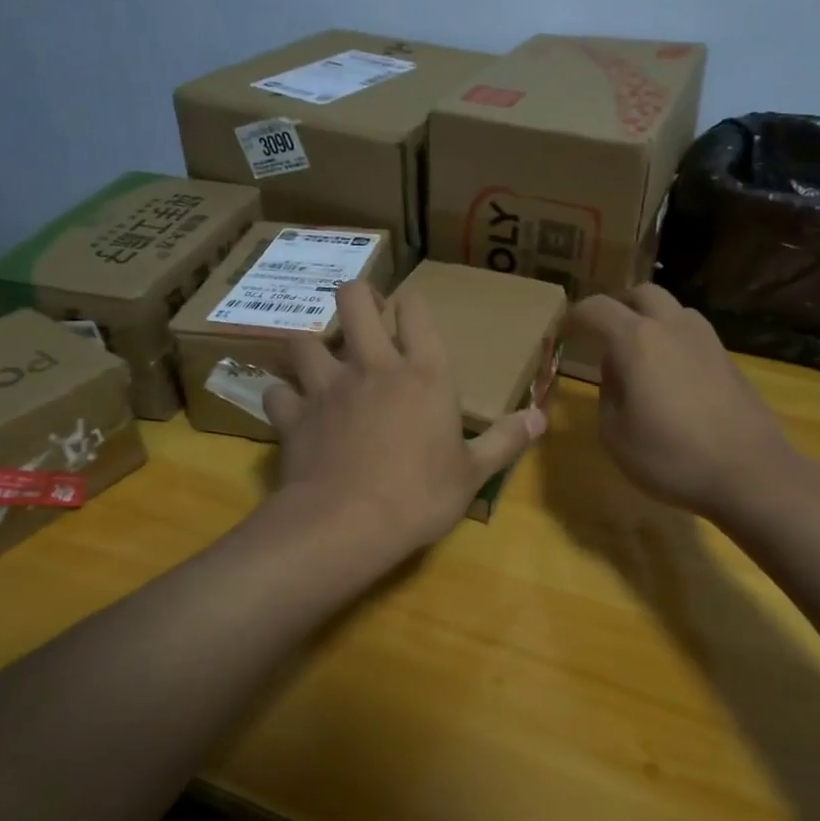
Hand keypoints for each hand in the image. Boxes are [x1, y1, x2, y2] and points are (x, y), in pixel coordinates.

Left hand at [262, 282, 545, 562]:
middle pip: (354, 299)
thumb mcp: (472, 473)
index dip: (411, 303)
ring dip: (312, 346)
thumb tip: (541, 418)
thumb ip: (506, 440)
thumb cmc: (419, 496)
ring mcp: (326, 387)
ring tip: (322, 361)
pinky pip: (278, 391)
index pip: (416, 312)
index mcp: (423, 374)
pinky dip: (284, 396)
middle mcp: (372, 366)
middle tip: (365, 315)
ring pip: (305, 339)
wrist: (347, 525)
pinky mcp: (293, 415)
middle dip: (359, 296)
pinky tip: (292, 408)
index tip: (410, 310)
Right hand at [569, 285, 798, 522]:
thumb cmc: (671, 456)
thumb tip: (614, 371)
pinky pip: (692, 334)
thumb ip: (607, 393)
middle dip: (617, 306)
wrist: (750, 473)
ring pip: (673, 310)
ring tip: (637, 353)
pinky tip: (669, 375)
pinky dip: (673, 341)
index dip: (575, 316)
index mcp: (637, 340)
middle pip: (642, 293)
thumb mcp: (615, 434)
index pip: (597, 309)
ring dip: (650, 320)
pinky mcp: (728, 359)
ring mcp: (707, 340)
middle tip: (603, 332)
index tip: (564, 331)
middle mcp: (673, 327)